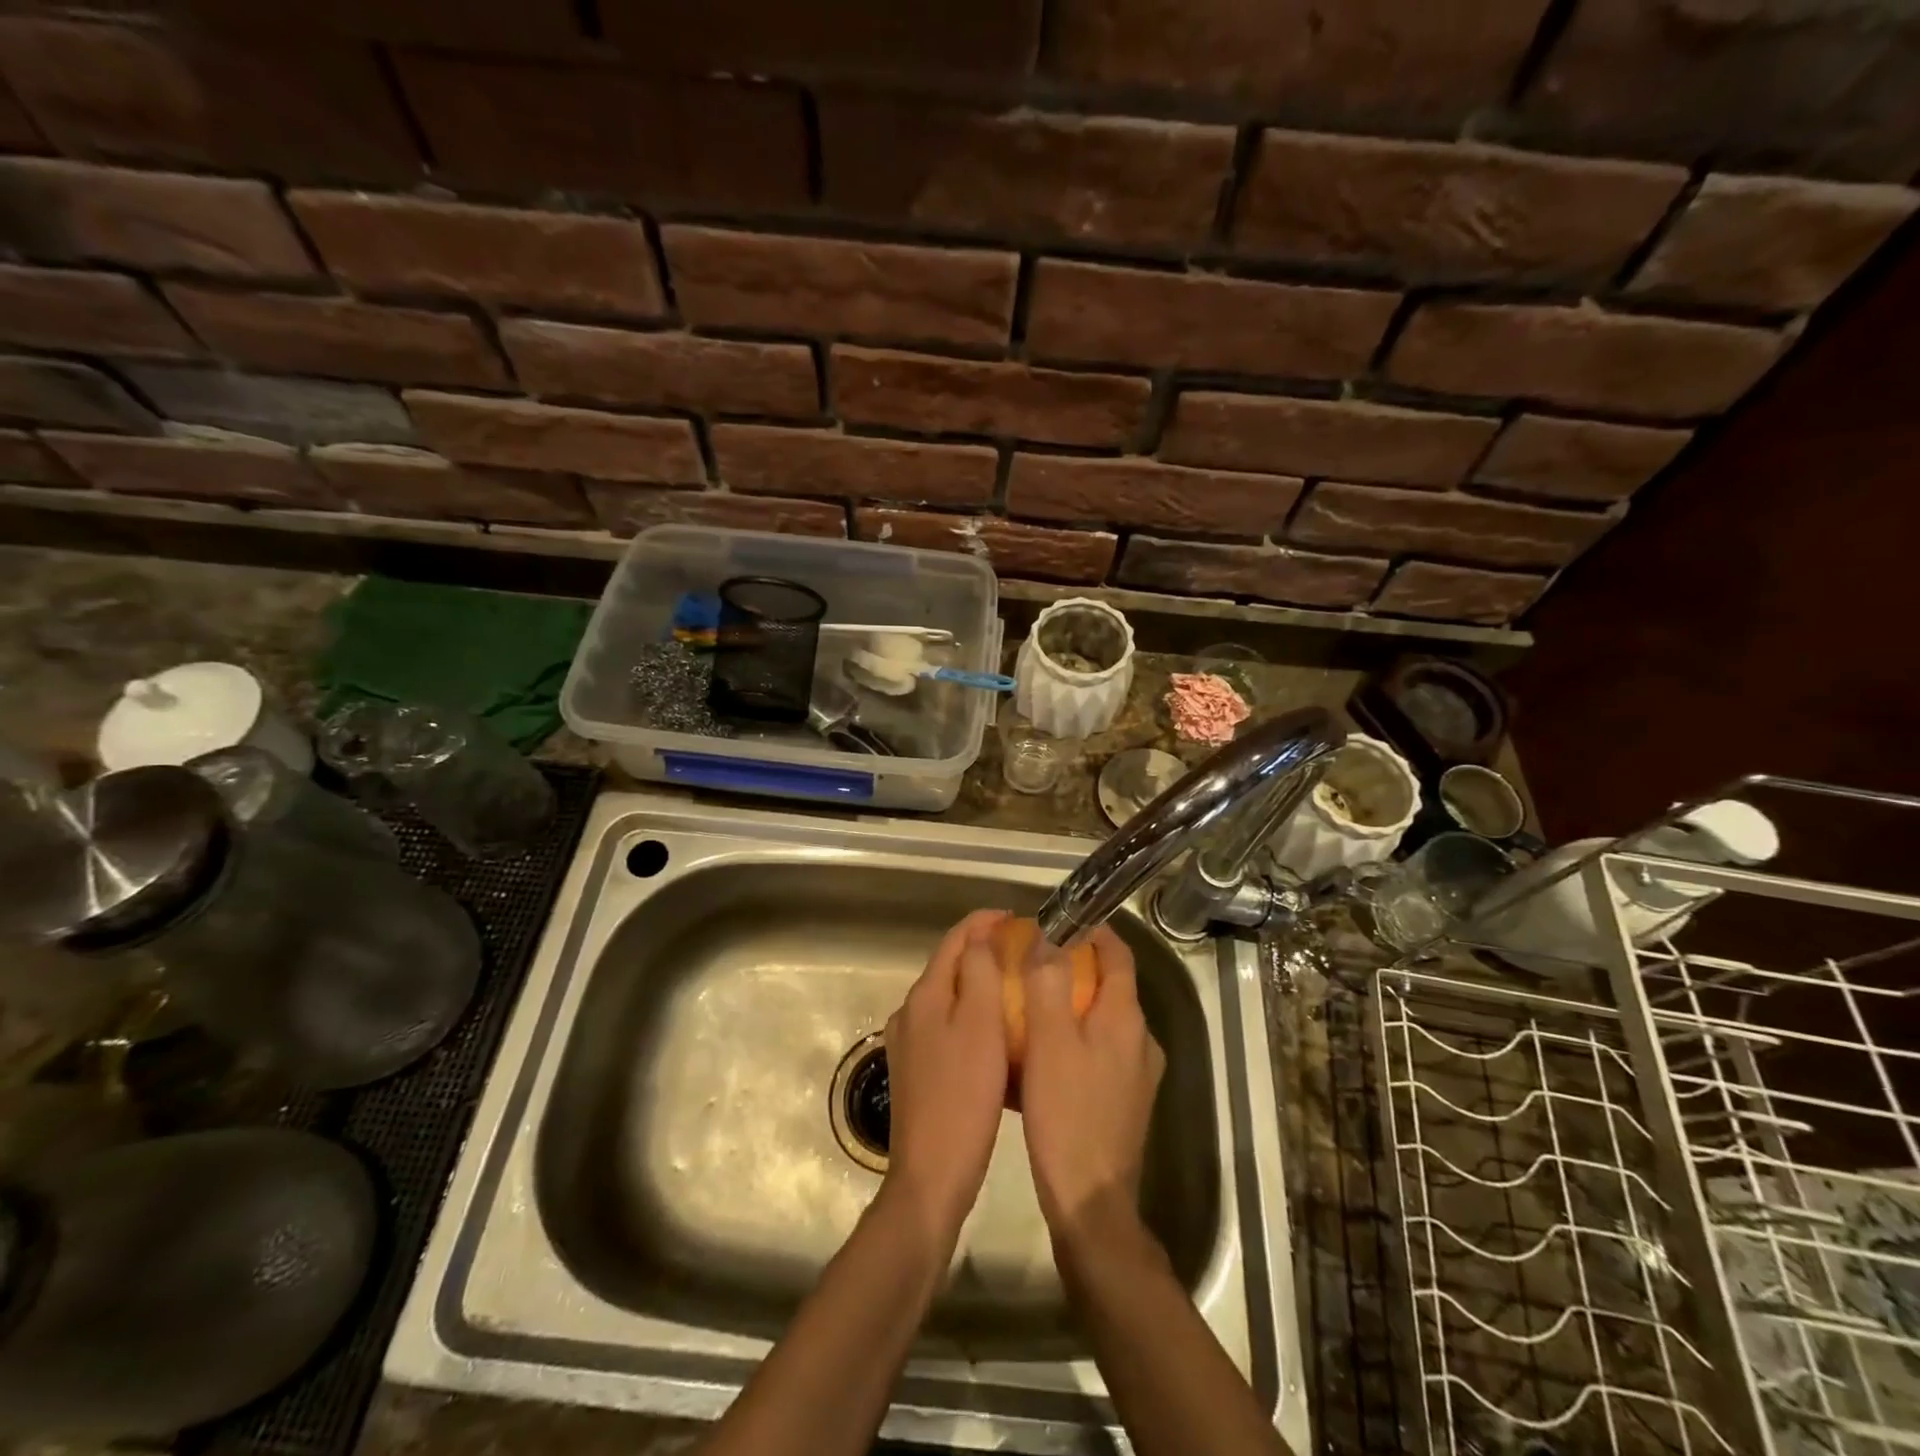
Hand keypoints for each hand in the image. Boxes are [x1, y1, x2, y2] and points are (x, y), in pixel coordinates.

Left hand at [881, 909, 1010, 1245]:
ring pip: (947, 997)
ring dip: (977, 983)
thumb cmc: (963, 1096)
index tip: (1017, 919)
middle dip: (982, 951)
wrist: (931, 1176)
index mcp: (924, 995)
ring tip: (1014, 987)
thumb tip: (980, 937)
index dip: (984, 922)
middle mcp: (909, 1011)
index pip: (954, 940)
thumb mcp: (979, 1025)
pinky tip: (993, 1033)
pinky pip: (945, 1026)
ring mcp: (908, 1043)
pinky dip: (969, 1015)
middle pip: (948, 966)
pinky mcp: (914, 1071)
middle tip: (1022, 952)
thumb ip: (978, 972)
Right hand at [1018, 925, 1165, 1244]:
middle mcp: (1141, 1040)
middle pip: (1111, 987)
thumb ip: (1048, 983)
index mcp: (1126, 1019)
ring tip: (1033, 1004)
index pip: (1118, 955)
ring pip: (1105, 1021)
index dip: (1094, 931)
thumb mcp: (1049, 1041)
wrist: (1091, 1202)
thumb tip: (1047, 937)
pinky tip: (1044, 1054)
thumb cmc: (1068, 1114)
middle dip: (1077, 967)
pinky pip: (1101, 1052)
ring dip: (1074, 1004)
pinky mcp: (1127, 1101)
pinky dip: (1076, 1038)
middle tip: (1036, 962)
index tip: (1062, 919)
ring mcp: (1138, 1074)